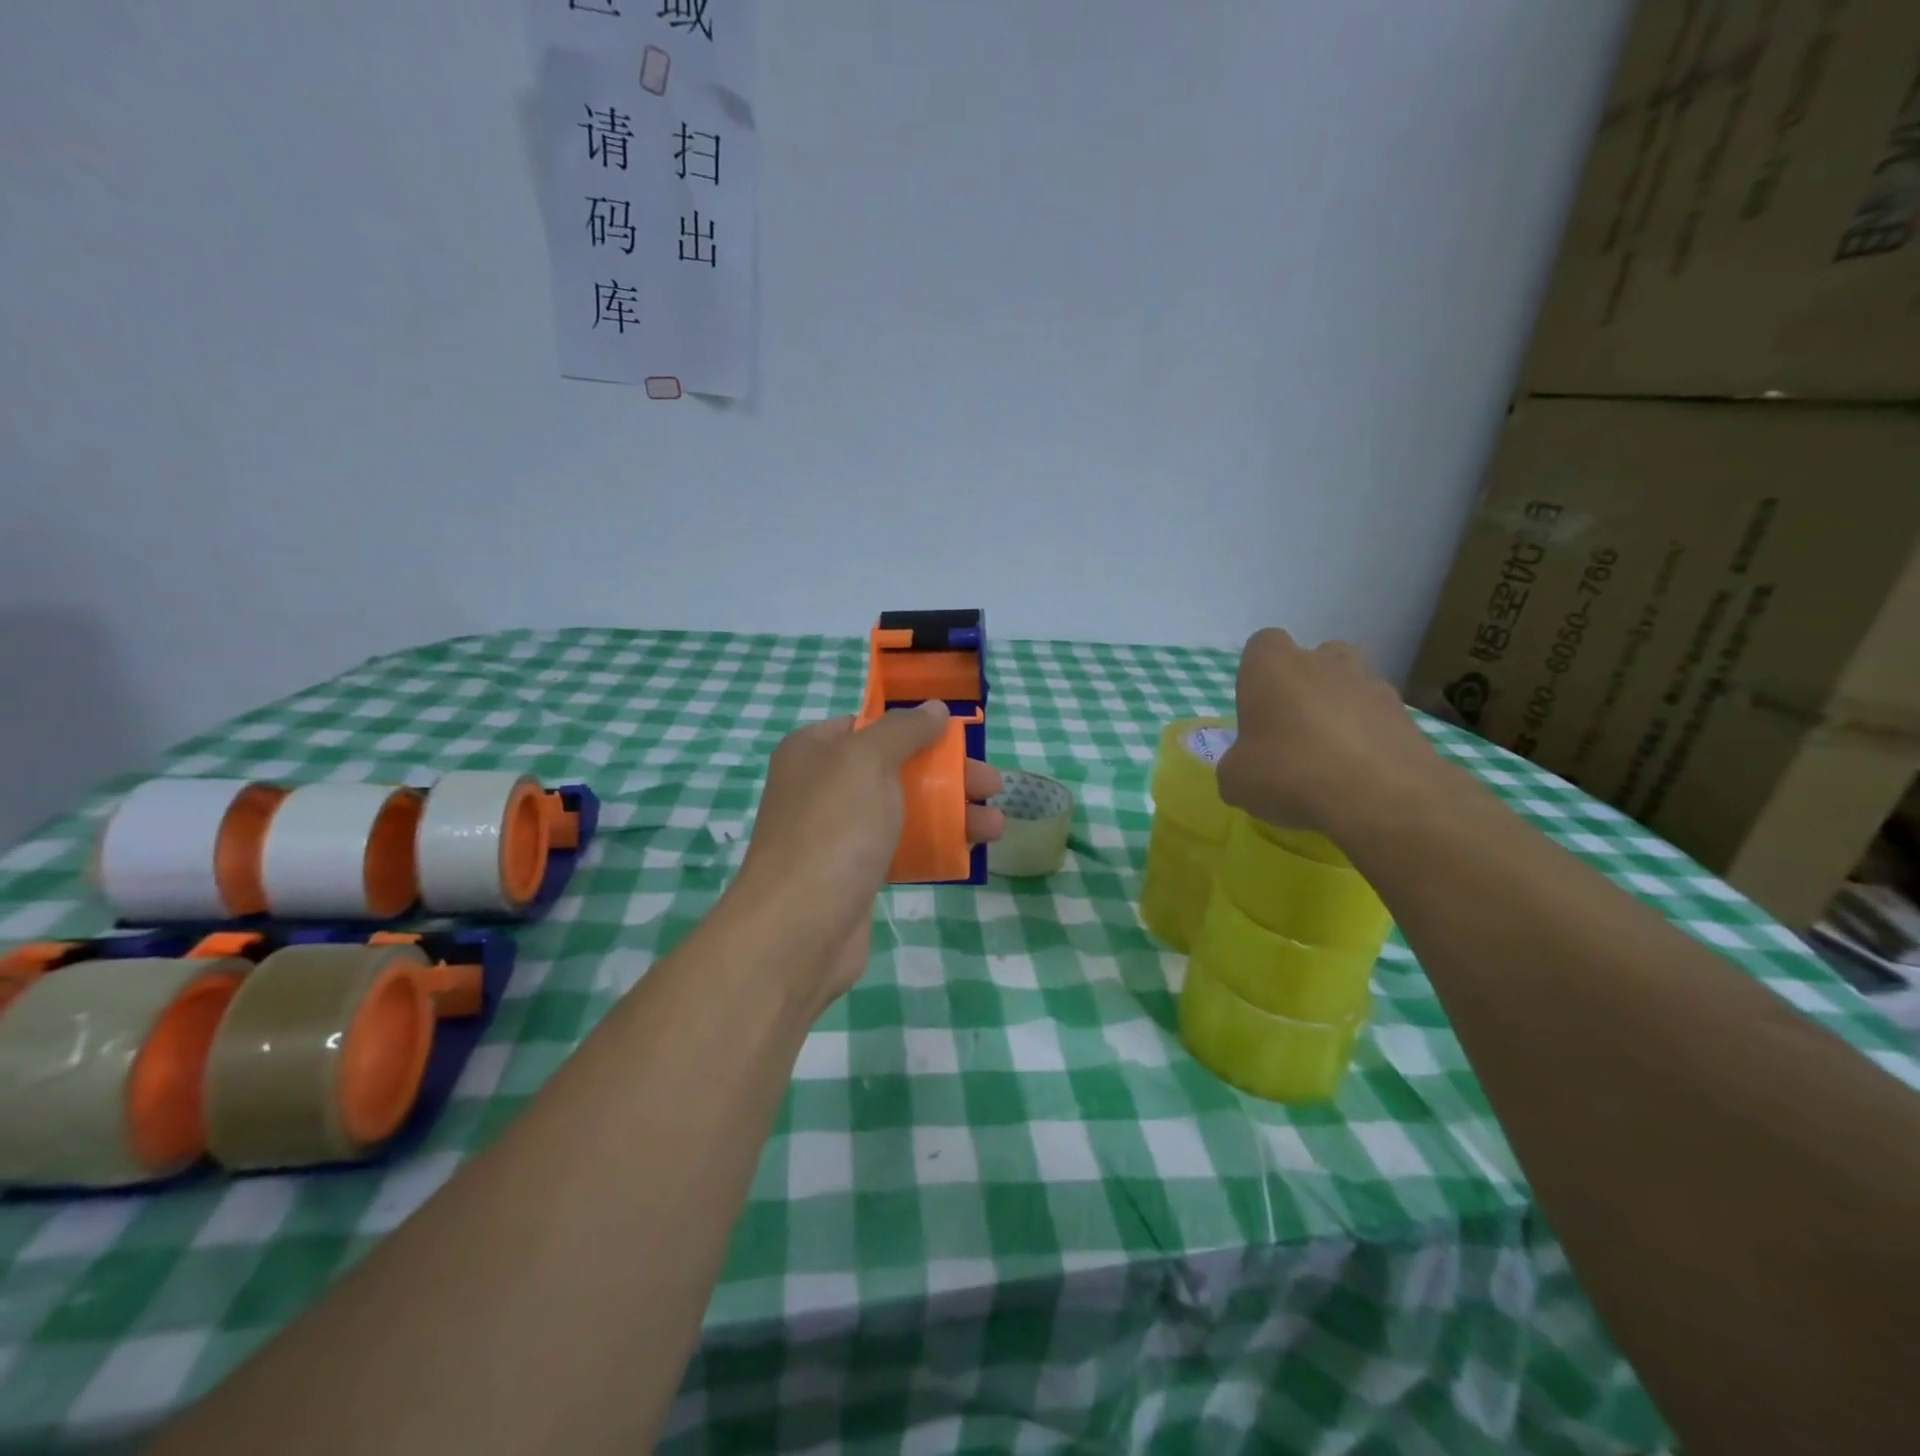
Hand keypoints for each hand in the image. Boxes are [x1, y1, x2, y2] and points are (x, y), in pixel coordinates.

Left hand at [729, 703, 1003, 1010]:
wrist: (798, 929)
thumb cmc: (833, 829)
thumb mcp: (868, 762)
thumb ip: (904, 730)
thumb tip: (935, 708)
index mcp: (814, 750)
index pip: (870, 726)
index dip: (916, 728)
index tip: (958, 739)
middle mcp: (823, 786)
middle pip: (896, 768)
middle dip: (949, 775)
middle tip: (993, 785)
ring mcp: (838, 832)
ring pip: (904, 810)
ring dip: (952, 813)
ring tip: (996, 827)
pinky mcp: (855, 872)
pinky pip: (901, 846)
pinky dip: (934, 844)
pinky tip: (968, 851)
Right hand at [1216, 628, 1440, 838]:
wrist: (1381, 797)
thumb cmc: (1290, 774)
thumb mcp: (1236, 781)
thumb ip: (1234, 766)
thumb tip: (1243, 768)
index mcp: (1273, 667)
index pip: (1262, 645)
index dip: (1257, 674)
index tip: (1256, 708)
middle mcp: (1323, 662)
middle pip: (1313, 658)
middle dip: (1304, 686)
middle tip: (1293, 729)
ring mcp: (1371, 684)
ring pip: (1350, 685)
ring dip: (1340, 709)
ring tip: (1331, 755)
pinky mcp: (1406, 715)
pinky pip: (1378, 719)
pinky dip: (1368, 738)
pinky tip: (1359, 775)